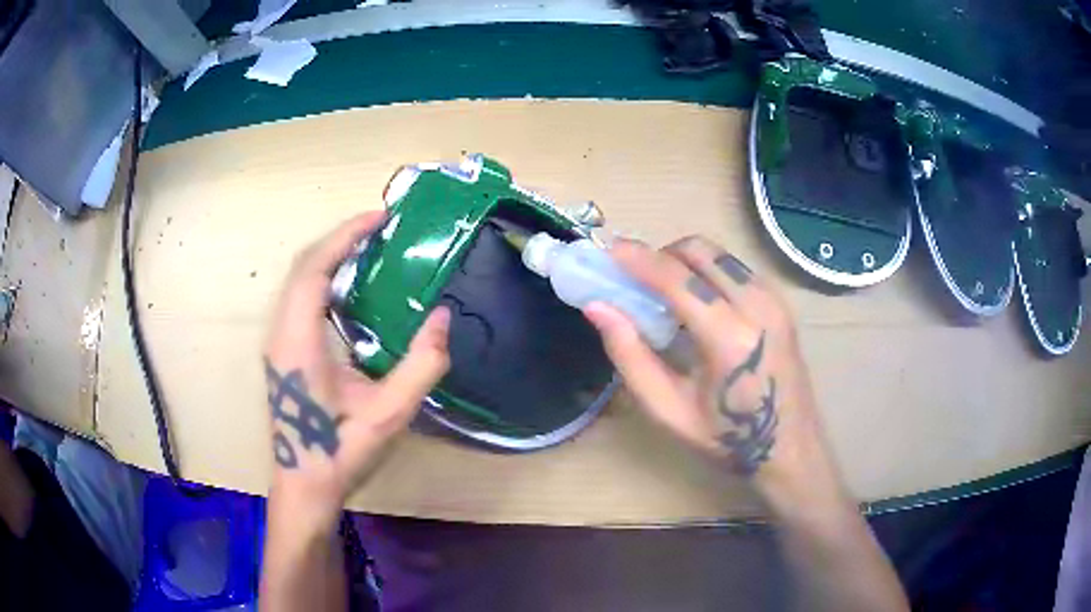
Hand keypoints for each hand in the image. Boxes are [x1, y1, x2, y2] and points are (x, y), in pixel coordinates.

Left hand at [264, 212, 450, 527]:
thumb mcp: (389, 415)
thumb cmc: (340, 453)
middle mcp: (281, 332)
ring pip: (298, 281)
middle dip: (340, 238)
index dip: (346, 235)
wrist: (304, 487)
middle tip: (381, 228)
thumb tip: (444, 317)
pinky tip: (352, 290)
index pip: (315, 268)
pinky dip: (325, 279)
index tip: (381, 217)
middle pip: (303, 266)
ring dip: (331, 256)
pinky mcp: (282, 351)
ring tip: (370, 249)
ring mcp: (278, 341)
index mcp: (299, 340)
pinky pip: (300, 299)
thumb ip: (422, 365)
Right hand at [584, 237, 841, 508]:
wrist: (790, 448)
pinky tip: (699, 303)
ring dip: (685, 261)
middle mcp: (758, 306)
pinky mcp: (781, 303)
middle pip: (700, 251)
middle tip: (638, 280)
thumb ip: (631, 356)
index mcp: (730, 338)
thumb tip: (598, 308)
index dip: (639, 259)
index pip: (677, 278)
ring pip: (720, 254)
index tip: (608, 251)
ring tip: (666, 293)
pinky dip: (708, 272)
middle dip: (662, 255)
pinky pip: (736, 268)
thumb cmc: (727, 439)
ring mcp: (775, 301)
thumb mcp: (669, 410)